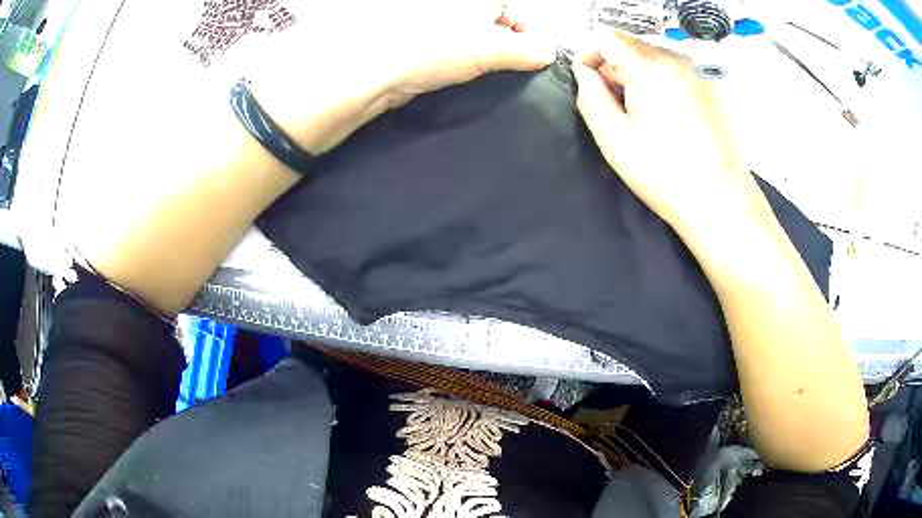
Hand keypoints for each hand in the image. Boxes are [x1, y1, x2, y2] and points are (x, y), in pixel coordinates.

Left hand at [234, 0, 554, 154]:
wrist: (361, 78)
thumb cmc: (423, 51)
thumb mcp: (479, 48)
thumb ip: (517, 49)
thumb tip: (548, 53)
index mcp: (460, 1)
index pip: (505, 2)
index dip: (521, 23)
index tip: (528, 47)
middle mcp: (444, 7)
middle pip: (490, 17)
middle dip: (506, 38)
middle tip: (509, 62)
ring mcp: (428, 25)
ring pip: (470, 33)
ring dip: (485, 52)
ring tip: (486, 70)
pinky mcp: (416, 47)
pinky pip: (451, 48)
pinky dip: (464, 60)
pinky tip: (464, 73)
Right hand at [572, 31, 764, 232]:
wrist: (721, 203)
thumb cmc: (666, 176)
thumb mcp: (615, 140)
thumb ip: (590, 97)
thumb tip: (583, 72)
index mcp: (651, 68)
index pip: (606, 37)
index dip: (588, 54)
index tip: (586, 83)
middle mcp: (677, 60)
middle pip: (629, 45)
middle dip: (612, 68)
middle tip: (614, 107)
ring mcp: (696, 73)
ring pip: (650, 57)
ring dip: (634, 76)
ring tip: (639, 117)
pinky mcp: (708, 87)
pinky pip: (670, 70)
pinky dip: (656, 83)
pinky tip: (662, 117)